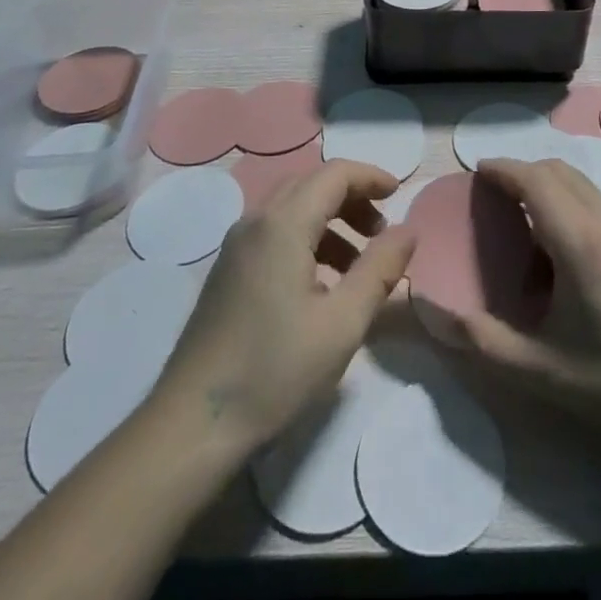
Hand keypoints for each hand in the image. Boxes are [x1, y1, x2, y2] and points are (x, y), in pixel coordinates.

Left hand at [150, 161, 416, 456]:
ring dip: (331, 220)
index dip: (371, 177)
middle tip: (382, 232)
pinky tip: (321, 284)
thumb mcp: (343, 323)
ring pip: (292, 208)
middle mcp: (255, 221)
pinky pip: (274, 232)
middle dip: (353, 198)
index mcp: (283, 223)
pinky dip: (307, 238)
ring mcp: (235, 246)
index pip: (335, 174)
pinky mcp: (227, 271)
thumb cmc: (274, 370)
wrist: (192, 425)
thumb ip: (380, 269)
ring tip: (359, 263)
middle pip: (312, 185)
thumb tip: (408, 230)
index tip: (400, 195)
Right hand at [460, 158, 600, 438]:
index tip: (476, 172)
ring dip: (548, 187)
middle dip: (522, 173)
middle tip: (493, 197)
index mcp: (579, 238)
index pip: (534, 178)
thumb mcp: (540, 370)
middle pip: (558, 170)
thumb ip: (483, 341)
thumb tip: (435, 314)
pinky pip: (598, 203)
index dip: (502, 169)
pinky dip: (570, 204)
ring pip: (581, 184)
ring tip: (524, 225)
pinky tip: (562, 254)